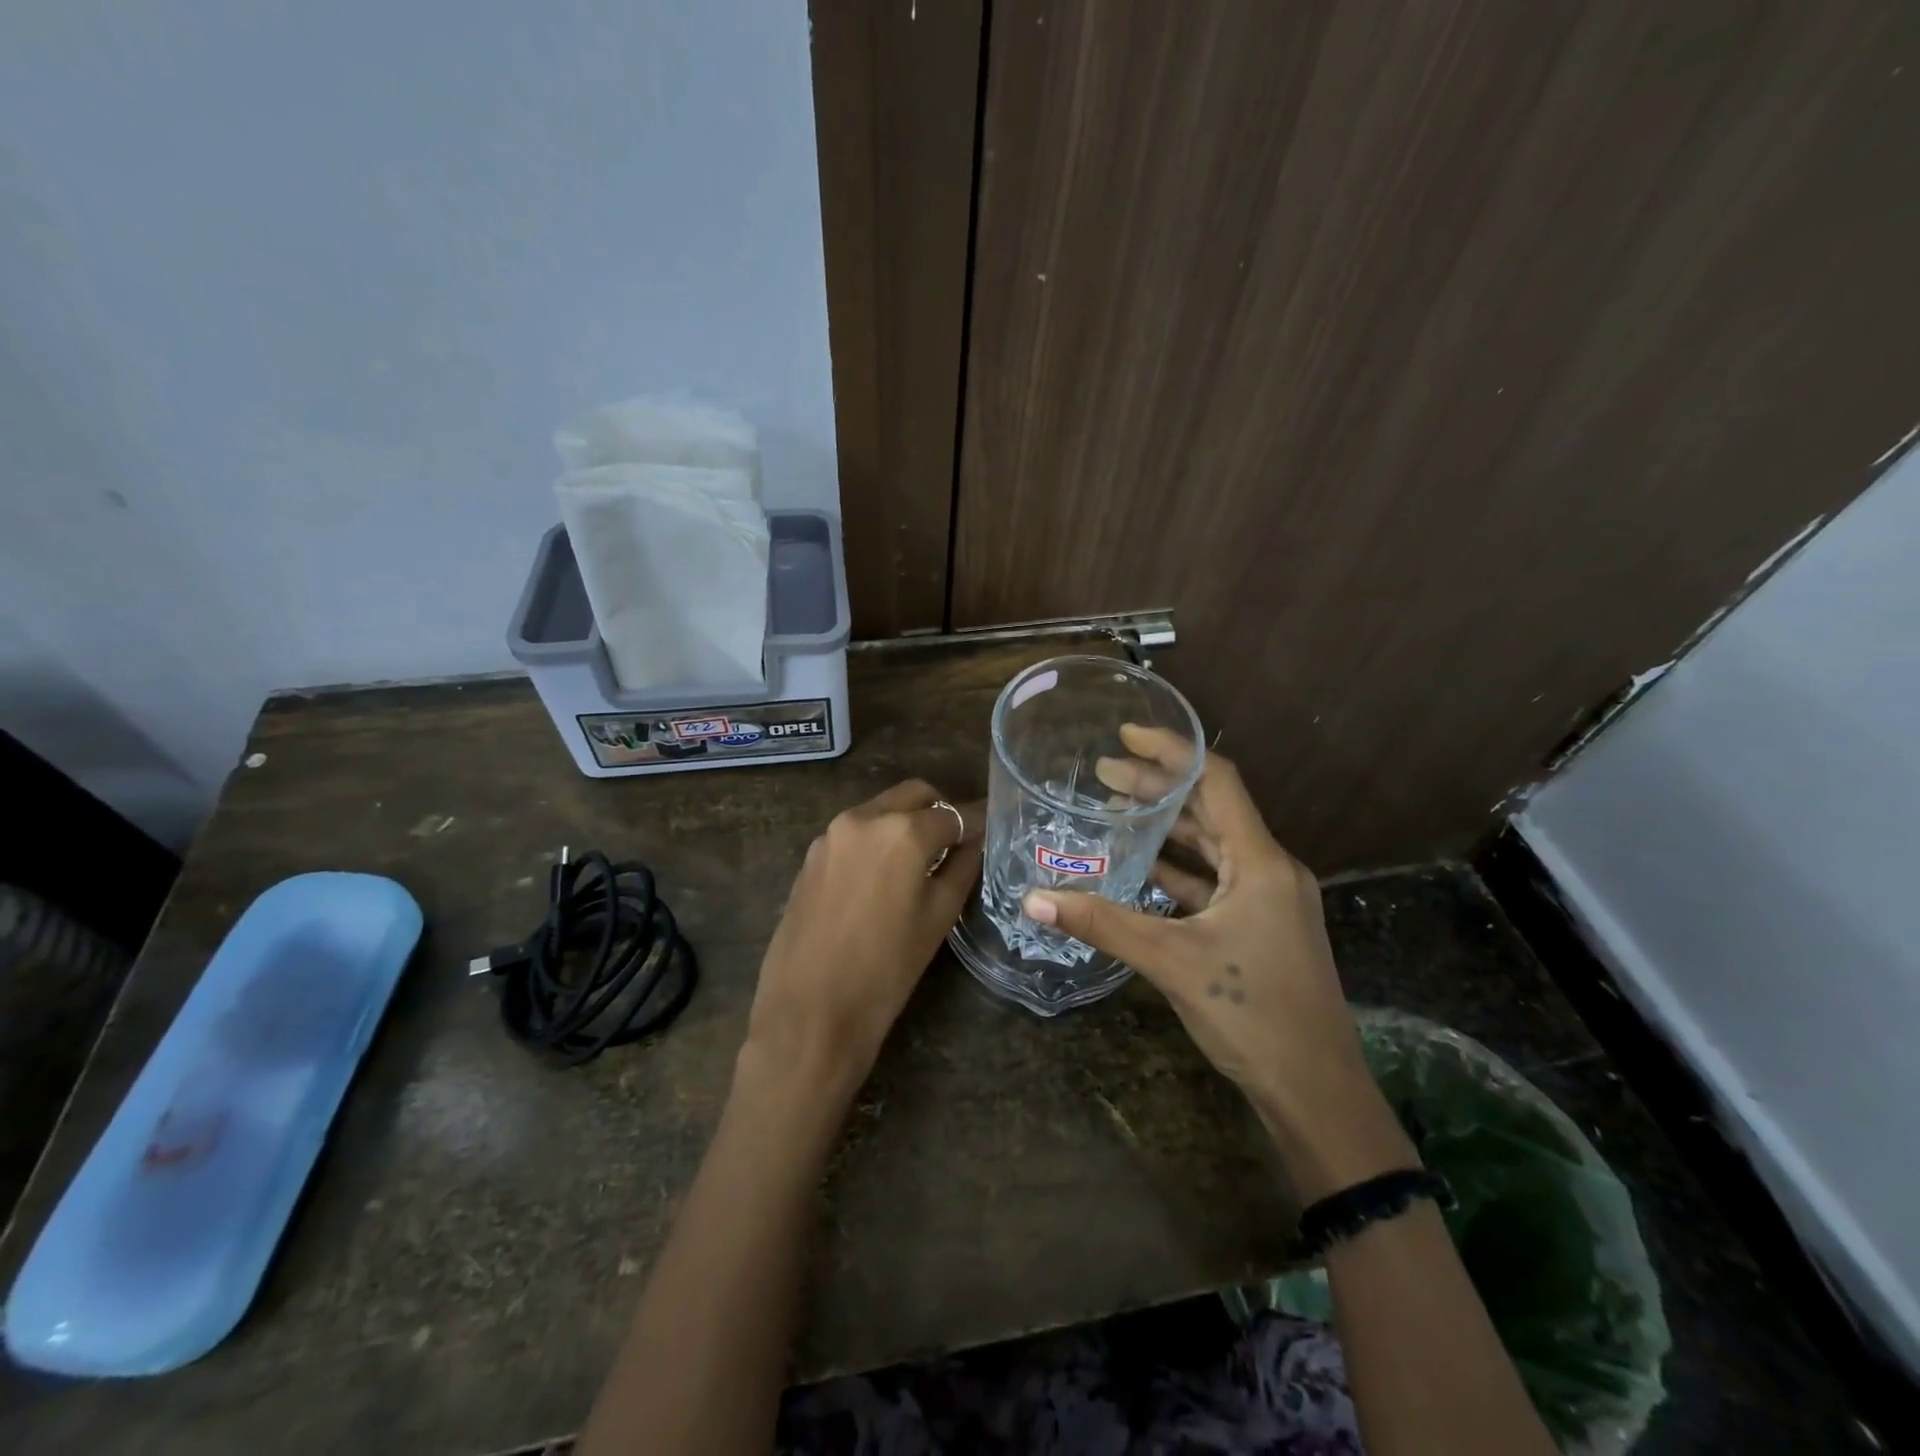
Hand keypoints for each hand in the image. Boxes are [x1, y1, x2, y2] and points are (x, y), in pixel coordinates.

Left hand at [743, 781, 981, 1094]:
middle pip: (914, 795)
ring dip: (905, 822)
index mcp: (903, 831)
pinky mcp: (811, 855)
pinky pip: (855, 832)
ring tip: (920, 862)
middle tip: (956, 843)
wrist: (809, 1011)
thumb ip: (962, 867)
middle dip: (939, 811)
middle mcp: (865, 818)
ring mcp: (831, 834)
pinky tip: (884, 877)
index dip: (976, 822)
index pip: (954, 813)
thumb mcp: (938, 917)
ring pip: (881, 809)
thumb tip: (974, 841)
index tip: (990, 829)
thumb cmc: (886, 969)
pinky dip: (877, 839)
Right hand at [1023, 726, 1415, 1199]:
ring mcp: (1268, 901)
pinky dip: (1177, 870)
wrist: (1317, 1092)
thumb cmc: (1252, 1013)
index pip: (1216, 780)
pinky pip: (1213, 882)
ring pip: (1211, 846)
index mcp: (1261, 861)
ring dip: (1166, 827)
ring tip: (1113, 809)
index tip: (1126, 735)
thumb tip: (1035, 898)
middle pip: (1210, 809)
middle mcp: (1269, 869)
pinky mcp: (1260, 928)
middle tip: (1102, 772)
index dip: (1172, 751)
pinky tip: (1140, 868)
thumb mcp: (1171, 961)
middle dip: (1158, 787)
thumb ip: (1102, 923)